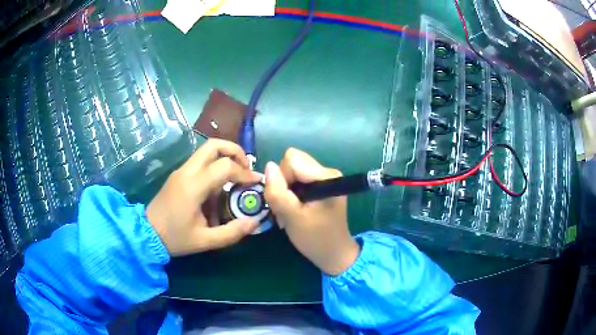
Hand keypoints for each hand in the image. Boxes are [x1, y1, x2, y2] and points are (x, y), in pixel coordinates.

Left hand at [147, 139, 260, 255]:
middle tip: (246, 168)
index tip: (256, 182)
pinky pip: (200, 161)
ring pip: (206, 150)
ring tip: (236, 175)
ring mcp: (181, 171)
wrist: (146, 234)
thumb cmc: (175, 238)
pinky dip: (215, 165)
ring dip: (225, 156)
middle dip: (235, 151)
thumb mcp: (205, 241)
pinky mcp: (178, 175)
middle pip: (213, 145)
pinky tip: (219, 186)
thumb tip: (255, 221)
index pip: (225, 166)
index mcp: (193, 186)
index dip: (244, 173)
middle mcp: (187, 172)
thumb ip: (232, 232)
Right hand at [264, 148, 359, 275]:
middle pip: (292, 162)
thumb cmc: (315, 239)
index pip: (291, 160)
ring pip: (293, 170)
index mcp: (326, 176)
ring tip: (291, 210)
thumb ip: (278, 192)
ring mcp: (325, 177)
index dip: (282, 179)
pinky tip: (296, 209)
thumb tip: (269, 166)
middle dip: (284, 183)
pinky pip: (298, 178)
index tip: (287, 201)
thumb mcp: (292, 218)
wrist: (334, 254)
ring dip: (286, 189)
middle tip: (287, 207)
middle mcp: (327, 171)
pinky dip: (292, 192)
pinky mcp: (322, 184)